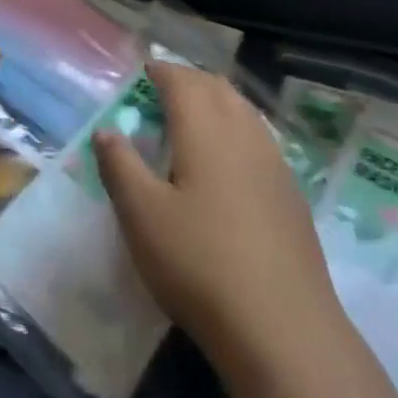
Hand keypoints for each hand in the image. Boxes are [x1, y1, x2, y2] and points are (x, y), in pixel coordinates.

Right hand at [93, 62, 344, 377]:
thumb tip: (106, 130)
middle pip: (217, 88)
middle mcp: (244, 132)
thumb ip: (120, 166)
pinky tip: (229, 162)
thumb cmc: (200, 263)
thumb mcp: (142, 216)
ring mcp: (274, 162)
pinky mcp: (291, 192)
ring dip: (217, 102)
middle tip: (164, 91)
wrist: (282, 326)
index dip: (161, 72)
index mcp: (205, 128)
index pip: (182, 81)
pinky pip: (260, 139)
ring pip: (243, 111)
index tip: (144, 71)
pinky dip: (237, 130)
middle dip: (190, 81)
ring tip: (194, 119)